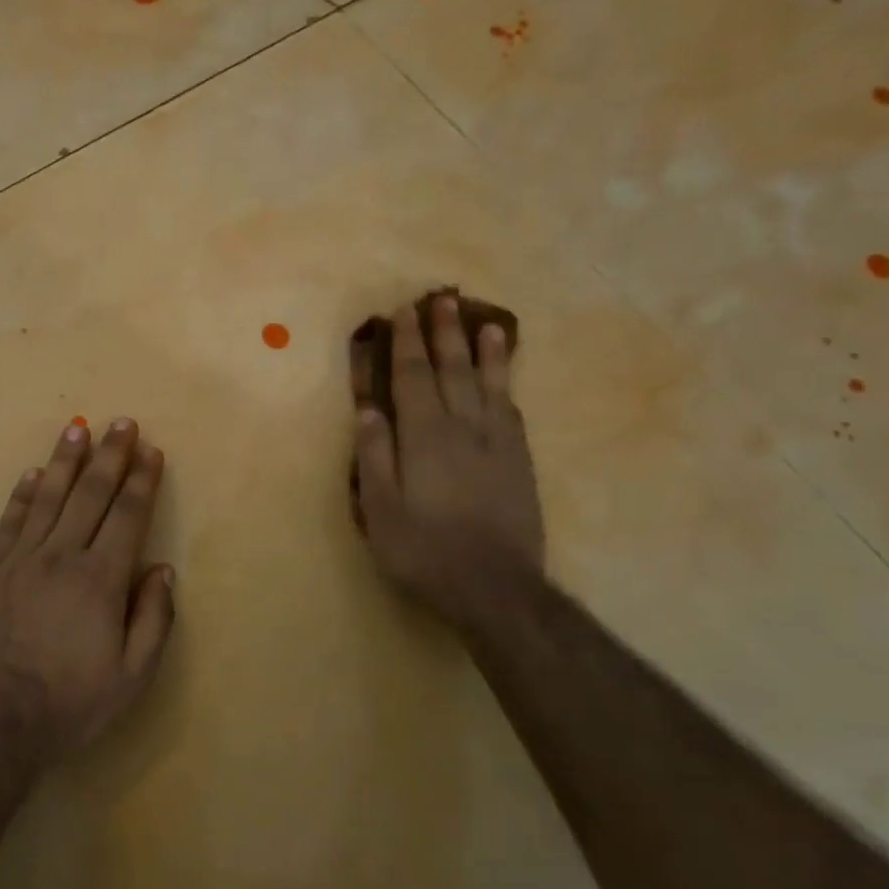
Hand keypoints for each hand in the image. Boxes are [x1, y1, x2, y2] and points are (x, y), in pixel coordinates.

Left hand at [0, 419, 176, 756]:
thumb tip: (161, 570)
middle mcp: (61, 557)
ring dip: (66, 461)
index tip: (150, 452)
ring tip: (77, 430)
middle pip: (90, 495)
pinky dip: (23, 494)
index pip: (127, 516)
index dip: (141, 481)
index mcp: (101, 580)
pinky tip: (33, 473)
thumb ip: (154, 619)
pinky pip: (10, 522)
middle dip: (109, 456)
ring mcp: (20, 561)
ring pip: (48, 498)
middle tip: (121, 423)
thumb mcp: (133, 676)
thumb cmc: (72, 703)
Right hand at [353, 298, 545, 627]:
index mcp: (424, 438)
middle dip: (444, 334)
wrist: (495, 587)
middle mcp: (464, 429)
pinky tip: (504, 376)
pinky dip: (506, 386)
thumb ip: (374, 457)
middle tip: (441, 300)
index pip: (413, 379)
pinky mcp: (520, 463)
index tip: (402, 313)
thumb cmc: (423, 551)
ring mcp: (497, 444)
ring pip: (489, 385)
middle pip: (453, 371)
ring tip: (484, 323)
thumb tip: (368, 410)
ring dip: (484, 351)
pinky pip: (511, 411)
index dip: (407, 344)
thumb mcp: (381, 510)